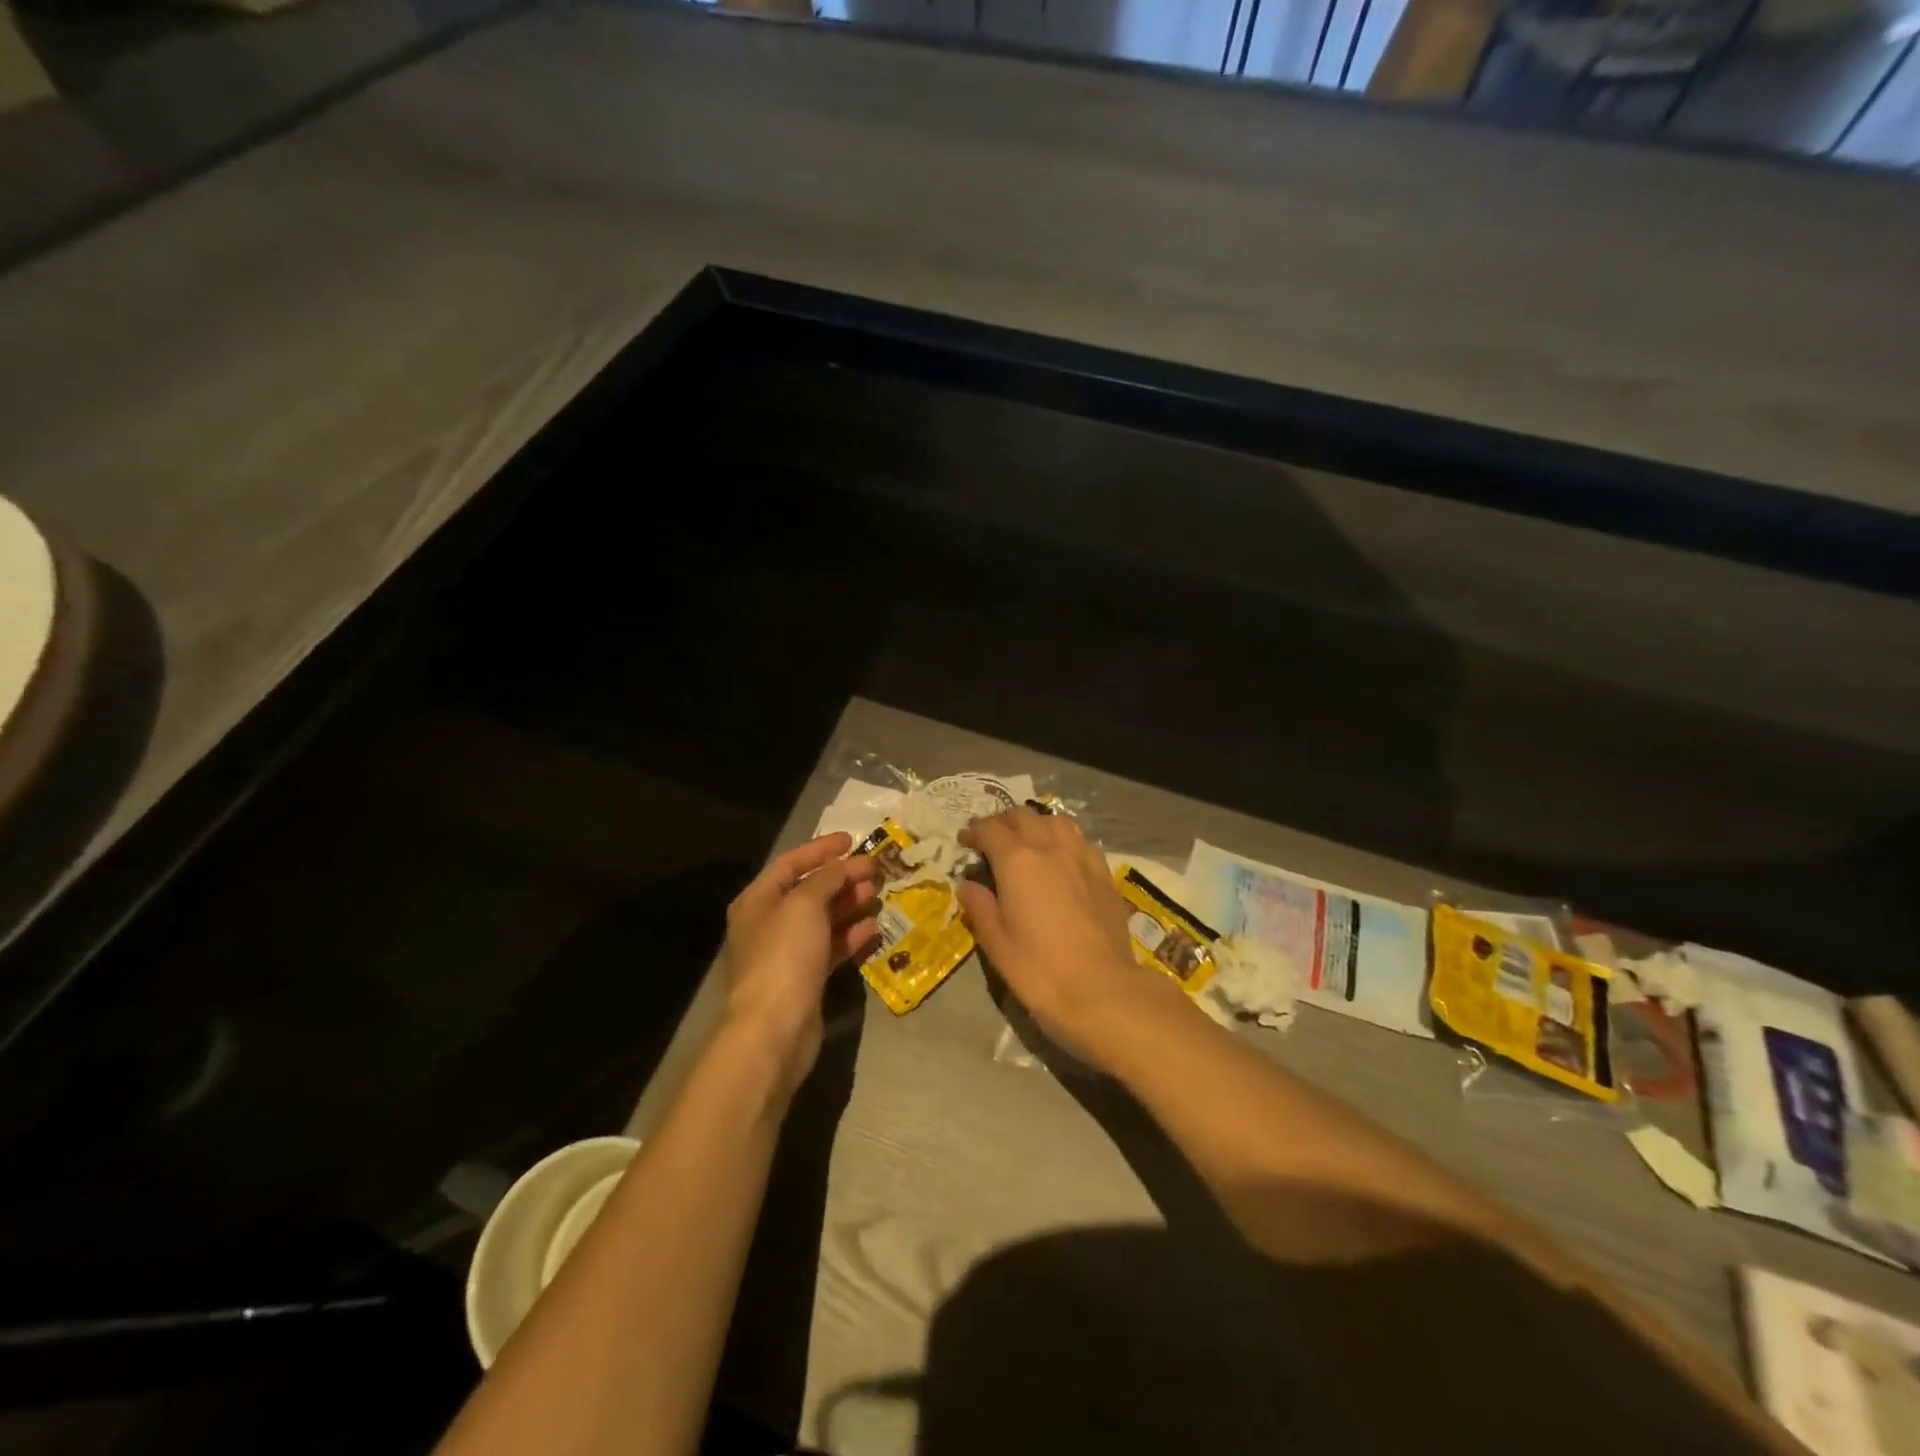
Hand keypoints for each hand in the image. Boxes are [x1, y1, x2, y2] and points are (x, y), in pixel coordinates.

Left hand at [724, 833, 880, 1097]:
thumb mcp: (805, 904)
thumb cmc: (784, 955)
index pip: (791, 863)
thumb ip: (827, 878)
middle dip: (842, 878)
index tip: (853, 840)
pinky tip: (872, 928)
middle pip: (809, 891)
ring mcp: (787, 953)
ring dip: (849, 904)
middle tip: (874, 871)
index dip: (822, 849)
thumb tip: (846, 866)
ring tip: (876, 895)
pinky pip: (830, 947)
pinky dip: (850, 935)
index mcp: (758, 900)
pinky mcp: (805, 978)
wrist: (774, 1028)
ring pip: (823, 919)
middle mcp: (769, 923)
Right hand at [957, 809, 1173, 1055]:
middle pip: (1023, 817)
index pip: (991, 829)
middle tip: (993, 842)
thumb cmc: (1040, 970)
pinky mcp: (1105, 872)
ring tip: (1028, 842)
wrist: (1102, 990)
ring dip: (1036, 825)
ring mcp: (1082, 857)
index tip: (965, 842)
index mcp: (1017, 861)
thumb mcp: (997, 944)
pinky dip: (1064, 839)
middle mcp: (1050, 847)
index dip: (974, 832)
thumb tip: (967, 885)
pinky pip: (1080, 840)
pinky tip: (1062, 859)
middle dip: (1004, 823)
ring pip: (1056, 821)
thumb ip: (980, 907)